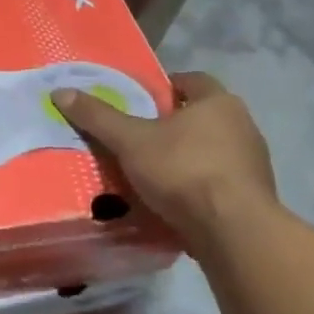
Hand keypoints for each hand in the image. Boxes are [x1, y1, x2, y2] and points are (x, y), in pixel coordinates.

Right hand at [52, 72, 276, 249]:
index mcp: (219, 103)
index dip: (165, 86)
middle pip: (200, 116)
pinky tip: (171, 199)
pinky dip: (196, 186)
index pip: (192, 81)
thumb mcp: (130, 141)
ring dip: (184, 156)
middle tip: (136, 135)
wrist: (235, 232)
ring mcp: (253, 164)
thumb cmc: (184, 171)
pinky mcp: (252, 198)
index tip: (139, 99)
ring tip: (148, 170)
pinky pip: (217, 182)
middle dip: (170, 124)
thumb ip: (98, 117)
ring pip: (210, 150)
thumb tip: (60, 91)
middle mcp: (242, 126)